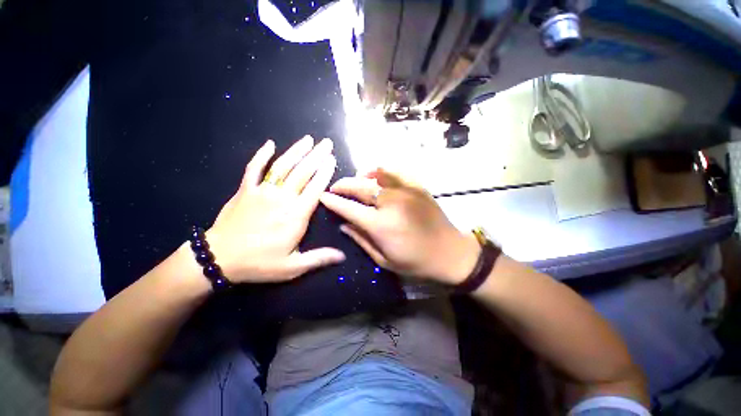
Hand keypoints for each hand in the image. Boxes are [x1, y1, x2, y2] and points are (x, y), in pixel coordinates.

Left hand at [207, 136, 344, 282]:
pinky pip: (254, 168)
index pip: (315, 188)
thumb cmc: (259, 264)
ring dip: (296, 151)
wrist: (219, 259)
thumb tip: (342, 256)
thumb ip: (319, 258)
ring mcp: (262, 191)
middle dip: (317, 156)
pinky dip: (261, 155)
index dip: (325, 173)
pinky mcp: (245, 190)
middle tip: (327, 143)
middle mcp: (282, 198)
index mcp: (296, 215)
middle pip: (303, 172)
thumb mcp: (292, 267)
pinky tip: (269, 143)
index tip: (332, 160)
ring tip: (308, 139)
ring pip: (283, 166)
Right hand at [320, 169, 479, 284]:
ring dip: (361, 176)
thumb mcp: (384, 259)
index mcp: (381, 225)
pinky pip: (396, 172)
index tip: (322, 196)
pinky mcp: (417, 187)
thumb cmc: (416, 262)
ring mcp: (406, 191)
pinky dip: (382, 170)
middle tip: (335, 187)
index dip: (333, 201)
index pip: (349, 208)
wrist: (450, 253)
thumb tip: (343, 224)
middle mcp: (391, 203)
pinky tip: (377, 174)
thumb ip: (361, 239)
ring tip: (355, 180)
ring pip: (376, 174)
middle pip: (360, 187)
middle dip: (343, 185)